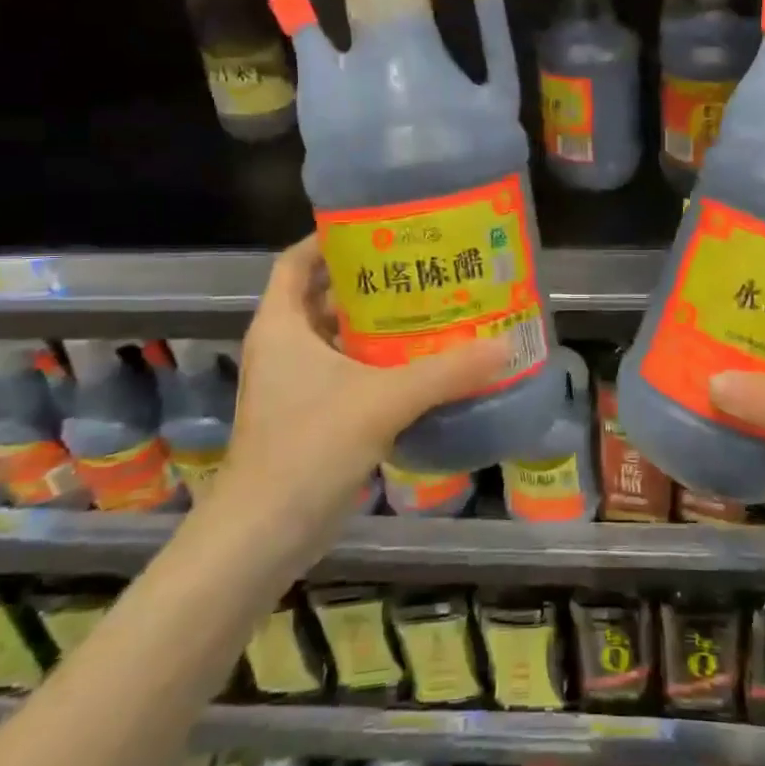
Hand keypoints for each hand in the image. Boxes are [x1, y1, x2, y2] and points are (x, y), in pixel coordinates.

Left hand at [207, 235, 511, 543]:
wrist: (261, 537)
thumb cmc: (307, 449)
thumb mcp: (381, 402)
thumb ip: (444, 373)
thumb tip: (504, 346)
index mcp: (282, 326)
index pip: (296, 261)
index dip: (330, 239)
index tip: (378, 228)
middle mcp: (283, 348)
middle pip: (324, 296)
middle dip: (369, 281)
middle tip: (421, 268)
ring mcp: (293, 386)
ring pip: (338, 338)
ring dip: (376, 325)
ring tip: (429, 309)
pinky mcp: (309, 417)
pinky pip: (347, 374)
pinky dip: (378, 364)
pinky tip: (420, 367)